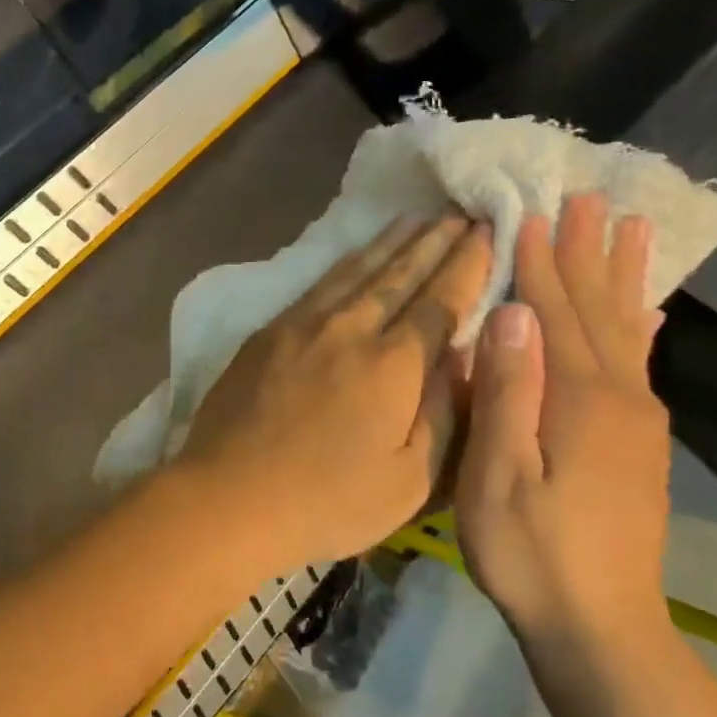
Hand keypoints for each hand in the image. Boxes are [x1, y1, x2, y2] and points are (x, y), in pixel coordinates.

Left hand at [177, 213, 493, 570]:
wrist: (229, 496)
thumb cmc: (327, 502)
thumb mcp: (411, 479)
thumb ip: (444, 412)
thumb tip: (459, 357)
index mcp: (393, 365)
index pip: (440, 301)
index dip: (467, 265)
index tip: (487, 233)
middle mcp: (350, 329)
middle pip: (400, 274)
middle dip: (434, 242)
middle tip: (459, 214)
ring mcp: (303, 324)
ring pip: (357, 270)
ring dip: (391, 243)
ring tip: (415, 219)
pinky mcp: (268, 332)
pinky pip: (319, 283)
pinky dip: (346, 263)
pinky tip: (355, 256)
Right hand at [454, 193, 671, 644]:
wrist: (601, 625)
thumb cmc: (531, 552)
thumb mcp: (499, 476)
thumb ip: (509, 393)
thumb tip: (513, 315)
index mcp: (580, 399)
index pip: (555, 312)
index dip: (543, 261)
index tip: (534, 211)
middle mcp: (619, 397)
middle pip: (598, 309)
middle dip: (589, 252)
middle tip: (588, 197)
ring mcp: (637, 420)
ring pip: (625, 329)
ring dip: (621, 276)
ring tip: (630, 227)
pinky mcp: (640, 442)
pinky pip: (640, 364)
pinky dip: (639, 325)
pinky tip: (645, 310)